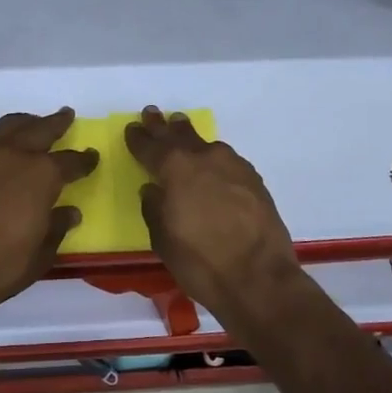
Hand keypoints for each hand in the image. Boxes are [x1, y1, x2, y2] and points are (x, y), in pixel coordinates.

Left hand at [0, 107, 98, 312]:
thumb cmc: (0, 265)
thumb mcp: (41, 253)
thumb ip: (57, 228)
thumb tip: (70, 212)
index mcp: (42, 175)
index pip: (70, 161)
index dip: (84, 160)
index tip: (92, 156)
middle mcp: (15, 158)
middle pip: (40, 129)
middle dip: (56, 122)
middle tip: (67, 115)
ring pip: (10, 128)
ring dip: (27, 123)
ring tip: (35, 124)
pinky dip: (5, 141)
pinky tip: (8, 155)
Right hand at [124, 107, 300, 321]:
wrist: (259, 278)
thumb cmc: (200, 262)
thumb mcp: (163, 239)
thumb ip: (154, 208)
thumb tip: (153, 190)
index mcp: (175, 169)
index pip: (150, 146)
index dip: (138, 137)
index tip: (132, 128)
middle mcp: (204, 158)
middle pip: (179, 135)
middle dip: (163, 126)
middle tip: (152, 113)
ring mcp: (233, 166)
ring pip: (206, 144)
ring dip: (190, 138)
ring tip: (181, 129)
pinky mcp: (254, 180)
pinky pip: (226, 161)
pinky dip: (213, 158)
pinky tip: (212, 165)